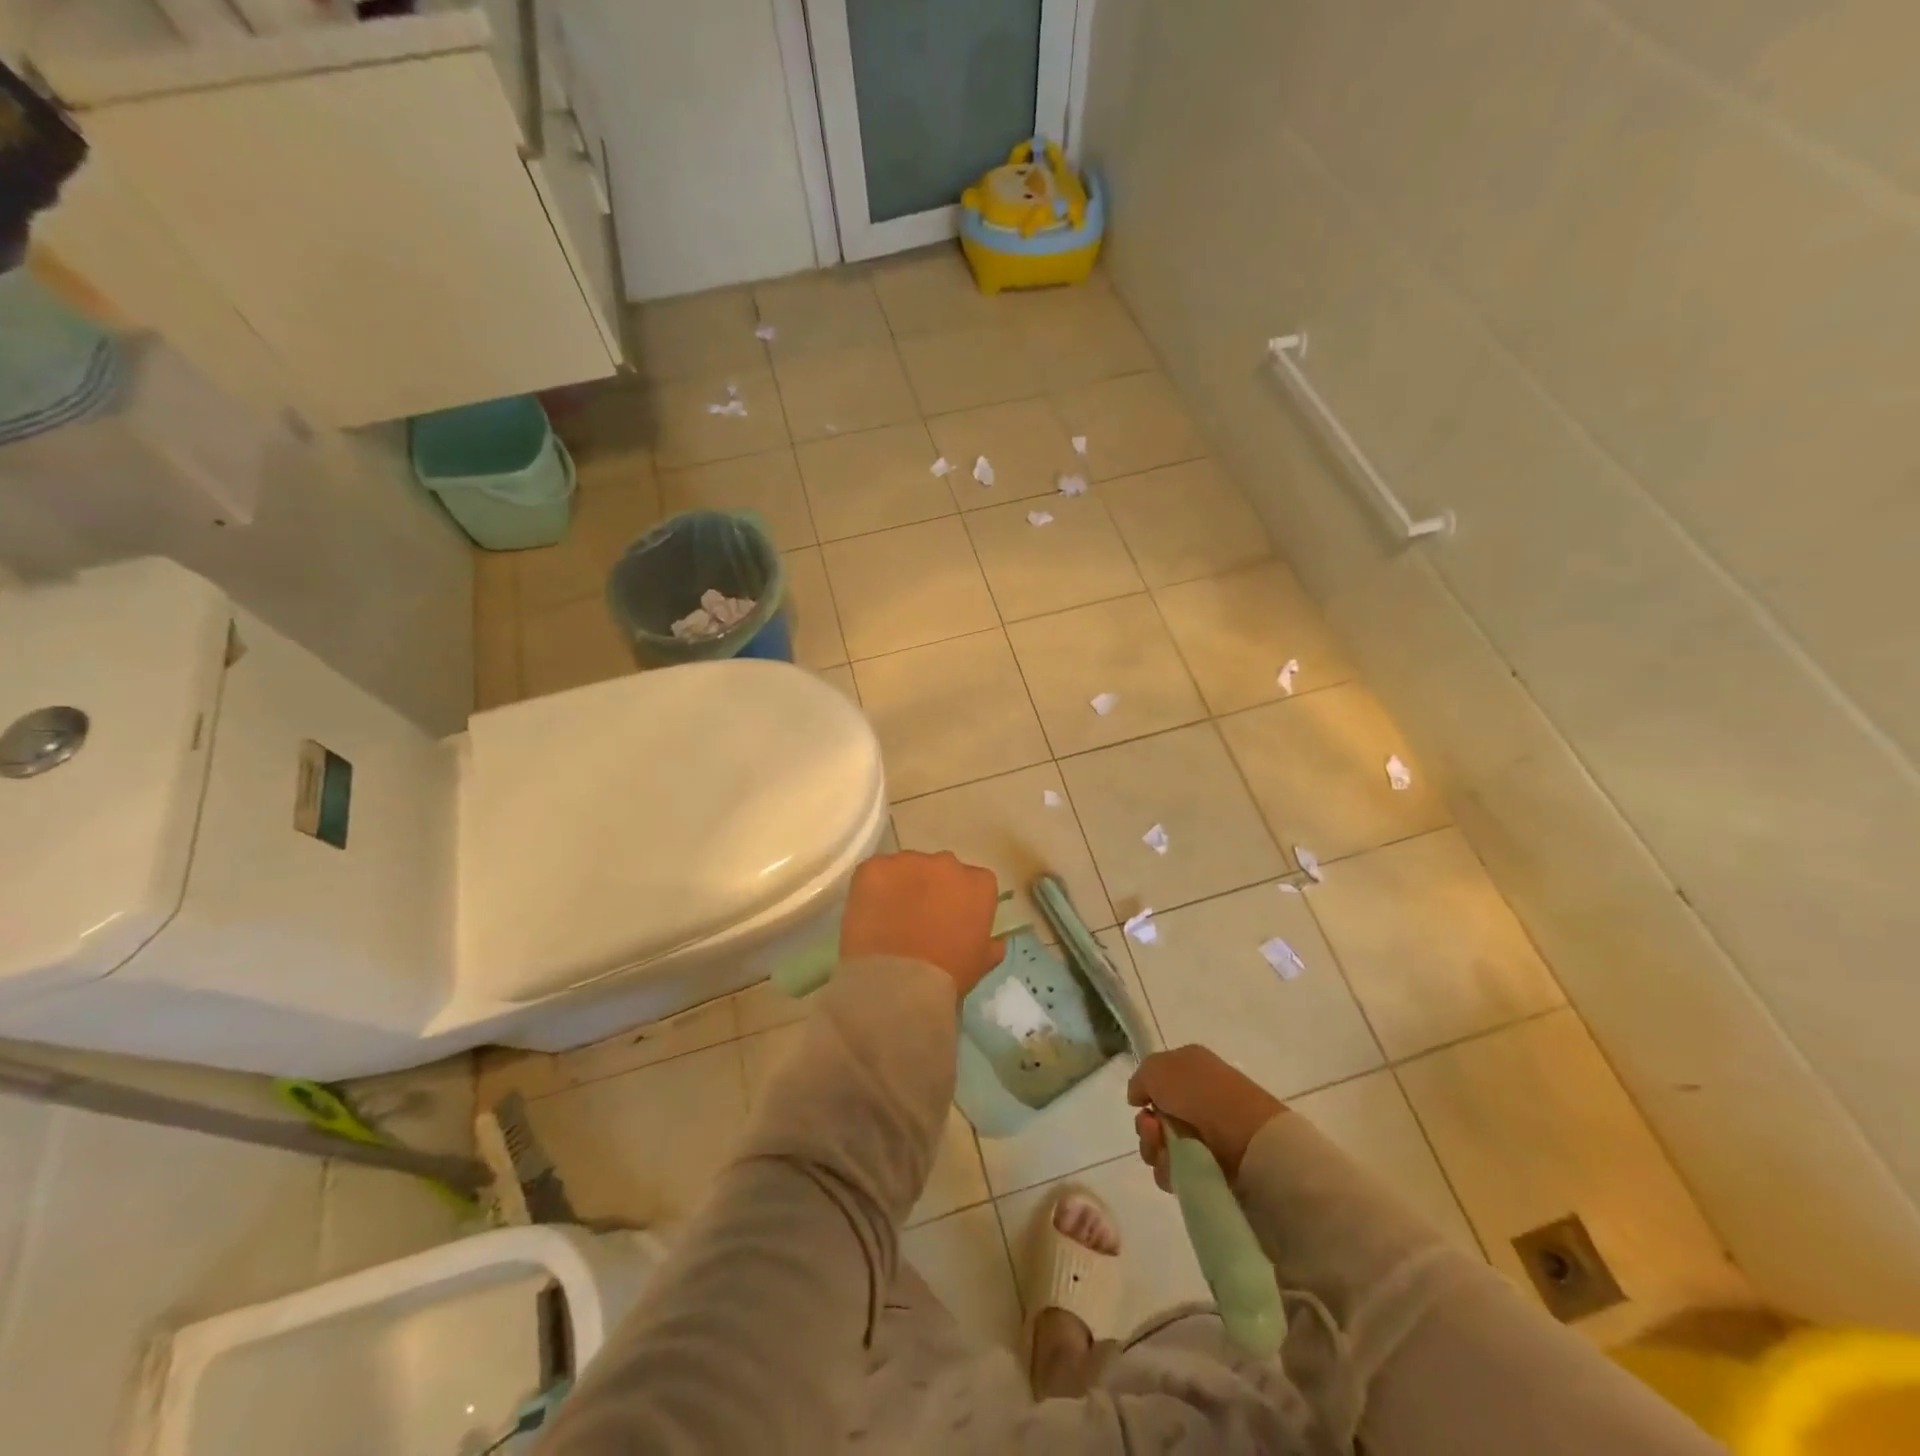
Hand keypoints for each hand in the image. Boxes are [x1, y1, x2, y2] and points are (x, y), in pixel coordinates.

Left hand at [839, 851, 1004, 999]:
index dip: (961, 901)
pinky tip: (868, 912)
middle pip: (940, 870)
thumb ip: (991, 945)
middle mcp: (947, 863)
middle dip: (932, 888)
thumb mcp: (981, 964)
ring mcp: (908, 861)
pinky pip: (874, 872)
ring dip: (901, 886)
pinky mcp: (874, 867)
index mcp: (978, 884)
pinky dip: (872, 888)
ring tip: (889, 917)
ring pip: (906, 868)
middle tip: (918, 919)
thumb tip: (996, 941)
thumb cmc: (948, 975)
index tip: (951, 920)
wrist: (899, 982)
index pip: (975, 882)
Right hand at [1129, 1045, 1286, 1187]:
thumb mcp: (1160, 1068)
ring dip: (1154, 1149)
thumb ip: (1140, 1078)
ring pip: (1160, 1145)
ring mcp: (1205, 1135)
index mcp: (1190, 1068)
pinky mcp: (1210, 1167)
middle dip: (1146, 1127)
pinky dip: (1170, 1171)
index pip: (1156, 1081)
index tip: (1142, 1103)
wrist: (1250, 1140)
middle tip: (1154, 1130)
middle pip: (1154, 1117)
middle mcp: (1197, 1099)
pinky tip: (1178, 1169)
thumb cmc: (1204, 1095)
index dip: (1145, 1093)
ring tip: (1167, 1152)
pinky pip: (1175, 1171)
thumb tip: (1138, 1098)